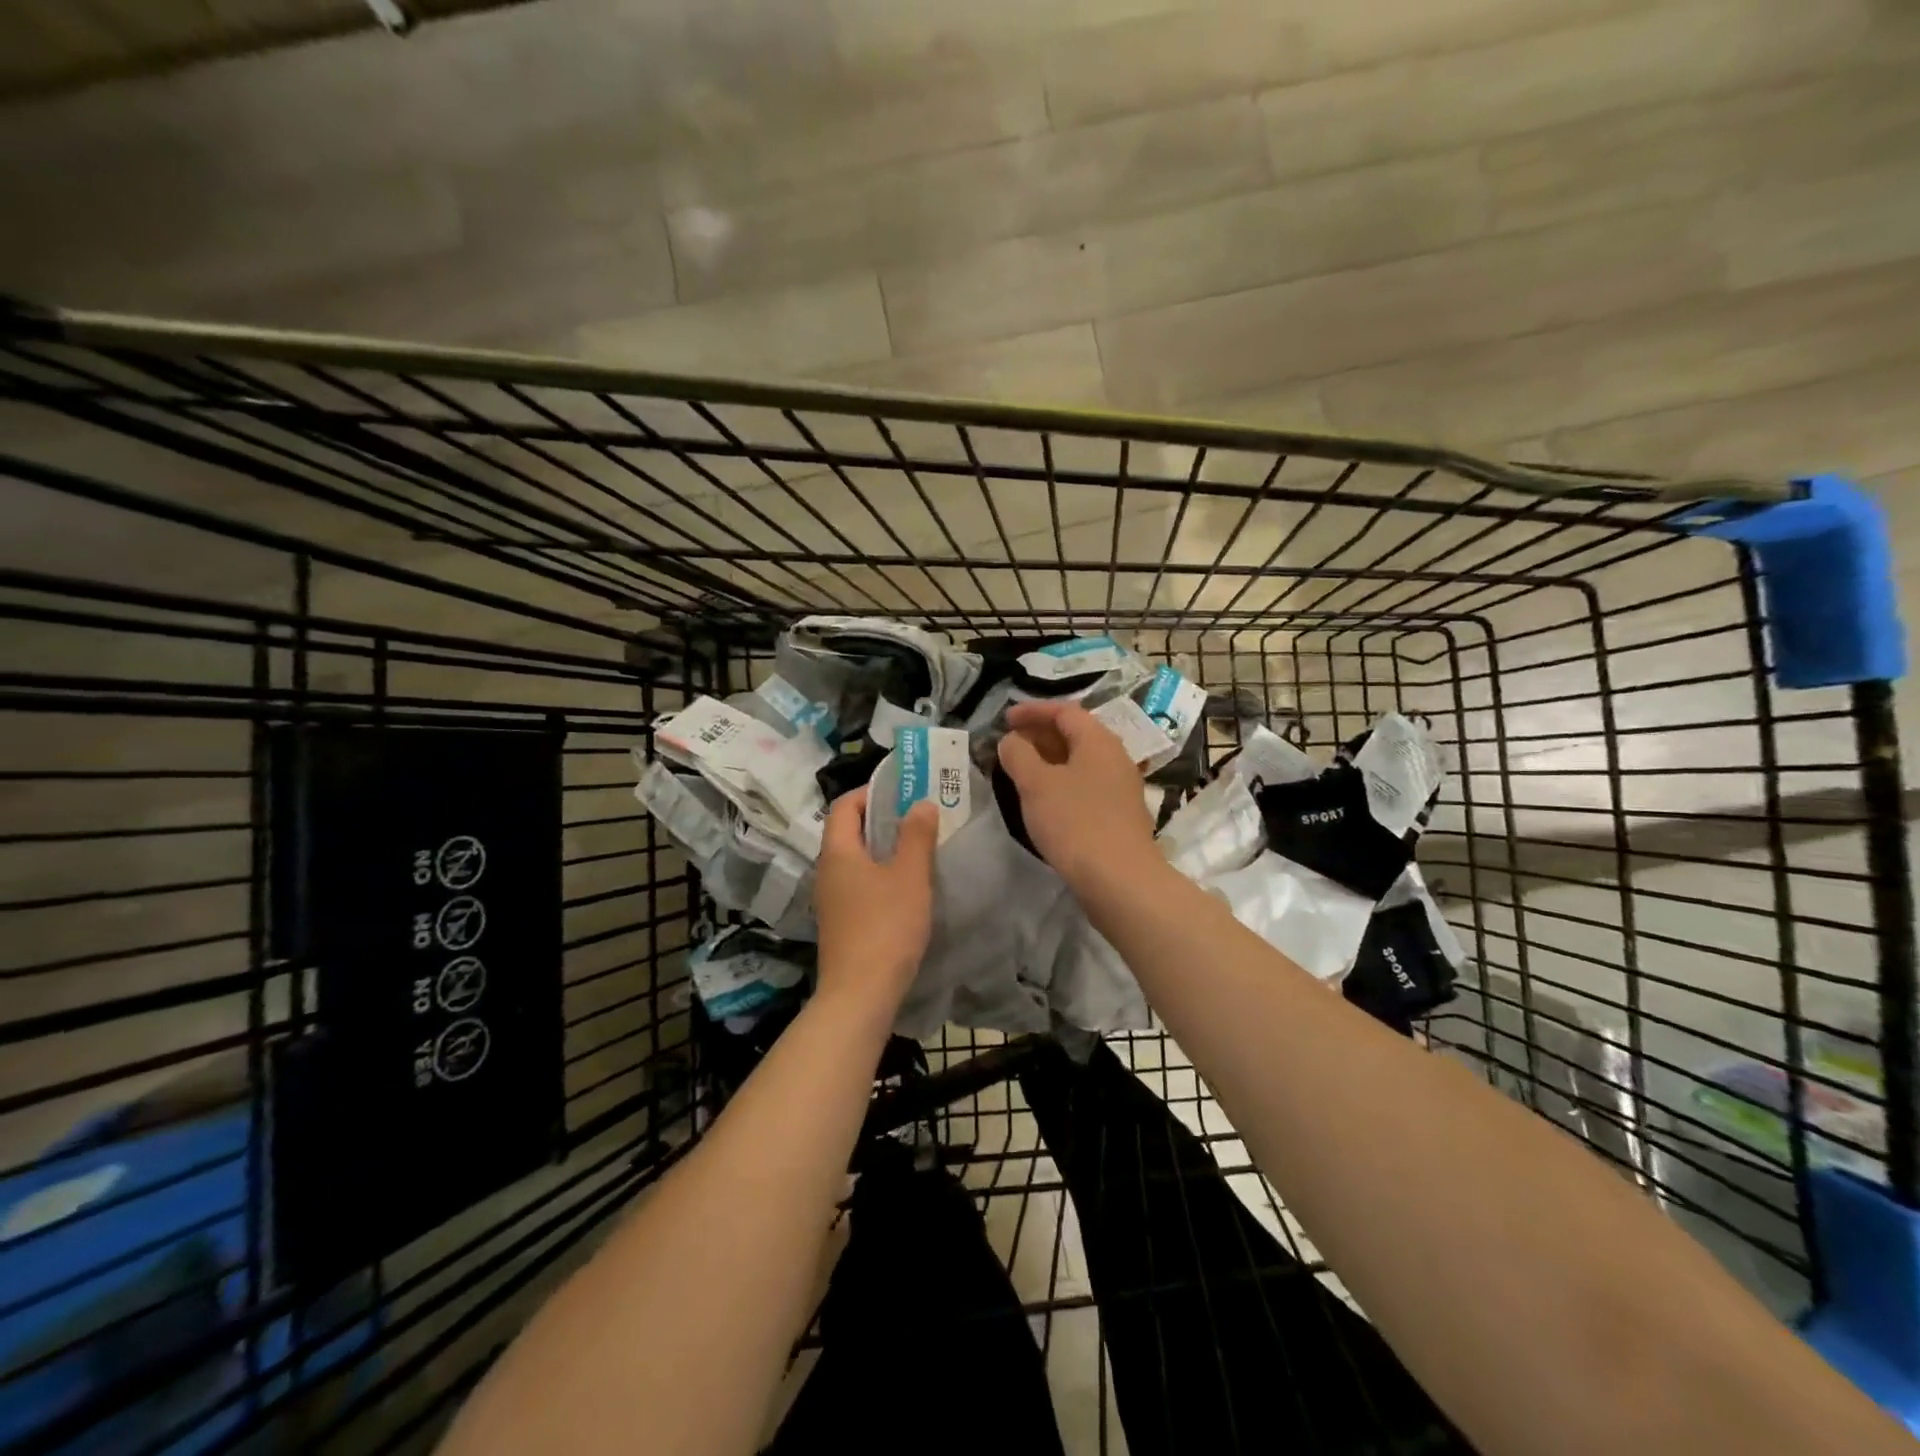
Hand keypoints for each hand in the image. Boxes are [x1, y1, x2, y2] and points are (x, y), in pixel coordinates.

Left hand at [813, 787, 937, 1010]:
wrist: (860, 994)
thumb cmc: (885, 926)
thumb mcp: (909, 876)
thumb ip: (916, 836)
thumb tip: (920, 803)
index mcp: (838, 852)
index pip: (844, 806)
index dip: (869, 792)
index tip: (901, 791)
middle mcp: (826, 871)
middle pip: (848, 832)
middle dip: (881, 819)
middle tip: (917, 817)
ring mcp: (830, 899)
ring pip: (855, 860)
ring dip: (883, 849)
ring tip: (917, 849)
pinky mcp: (840, 923)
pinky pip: (858, 885)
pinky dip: (879, 875)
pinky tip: (905, 888)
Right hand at [996, 700, 1158, 892]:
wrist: (1120, 879)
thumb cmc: (1075, 822)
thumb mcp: (1036, 784)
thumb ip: (1018, 754)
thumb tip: (1011, 740)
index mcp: (1098, 741)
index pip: (1065, 711)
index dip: (1033, 711)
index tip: (1005, 719)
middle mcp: (1115, 757)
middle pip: (1076, 735)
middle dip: (1040, 735)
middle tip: (1010, 745)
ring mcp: (1121, 788)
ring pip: (1081, 763)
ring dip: (1050, 761)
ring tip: (1022, 773)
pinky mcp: (1119, 815)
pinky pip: (1086, 786)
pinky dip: (1062, 784)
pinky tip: (1046, 802)